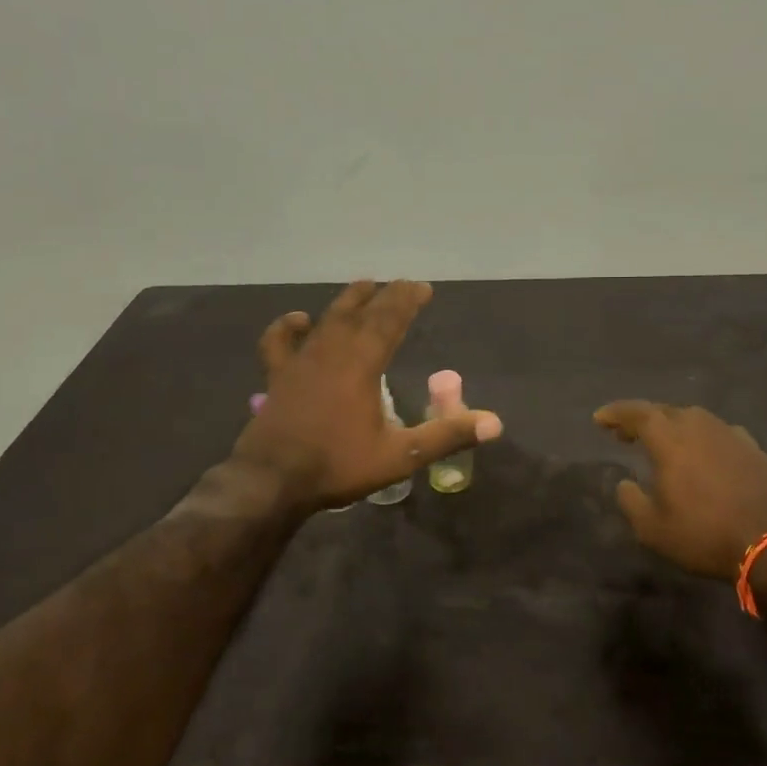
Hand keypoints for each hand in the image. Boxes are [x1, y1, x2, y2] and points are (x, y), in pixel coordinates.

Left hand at [233, 280, 502, 510]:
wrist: (272, 481)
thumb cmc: (338, 465)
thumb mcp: (400, 455)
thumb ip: (446, 436)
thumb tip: (495, 423)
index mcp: (362, 364)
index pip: (389, 320)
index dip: (407, 300)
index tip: (423, 287)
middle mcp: (332, 352)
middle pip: (361, 313)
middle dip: (384, 296)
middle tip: (401, 285)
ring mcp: (301, 362)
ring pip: (327, 320)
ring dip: (347, 301)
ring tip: (363, 286)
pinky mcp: (278, 377)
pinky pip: (279, 342)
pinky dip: (288, 326)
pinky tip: (299, 319)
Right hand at [593, 401, 766, 580]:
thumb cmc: (703, 534)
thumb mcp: (652, 528)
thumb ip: (631, 500)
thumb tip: (625, 483)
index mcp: (670, 439)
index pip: (637, 413)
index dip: (616, 413)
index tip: (599, 419)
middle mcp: (700, 427)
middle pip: (665, 411)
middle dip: (642, 419)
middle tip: (625, 433)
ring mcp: (731, 435)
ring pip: (695, 419)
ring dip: (674, 426)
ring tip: (663, 442)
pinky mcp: (754, 449)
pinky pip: (720, 433)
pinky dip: (703, 438)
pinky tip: (704, 453)